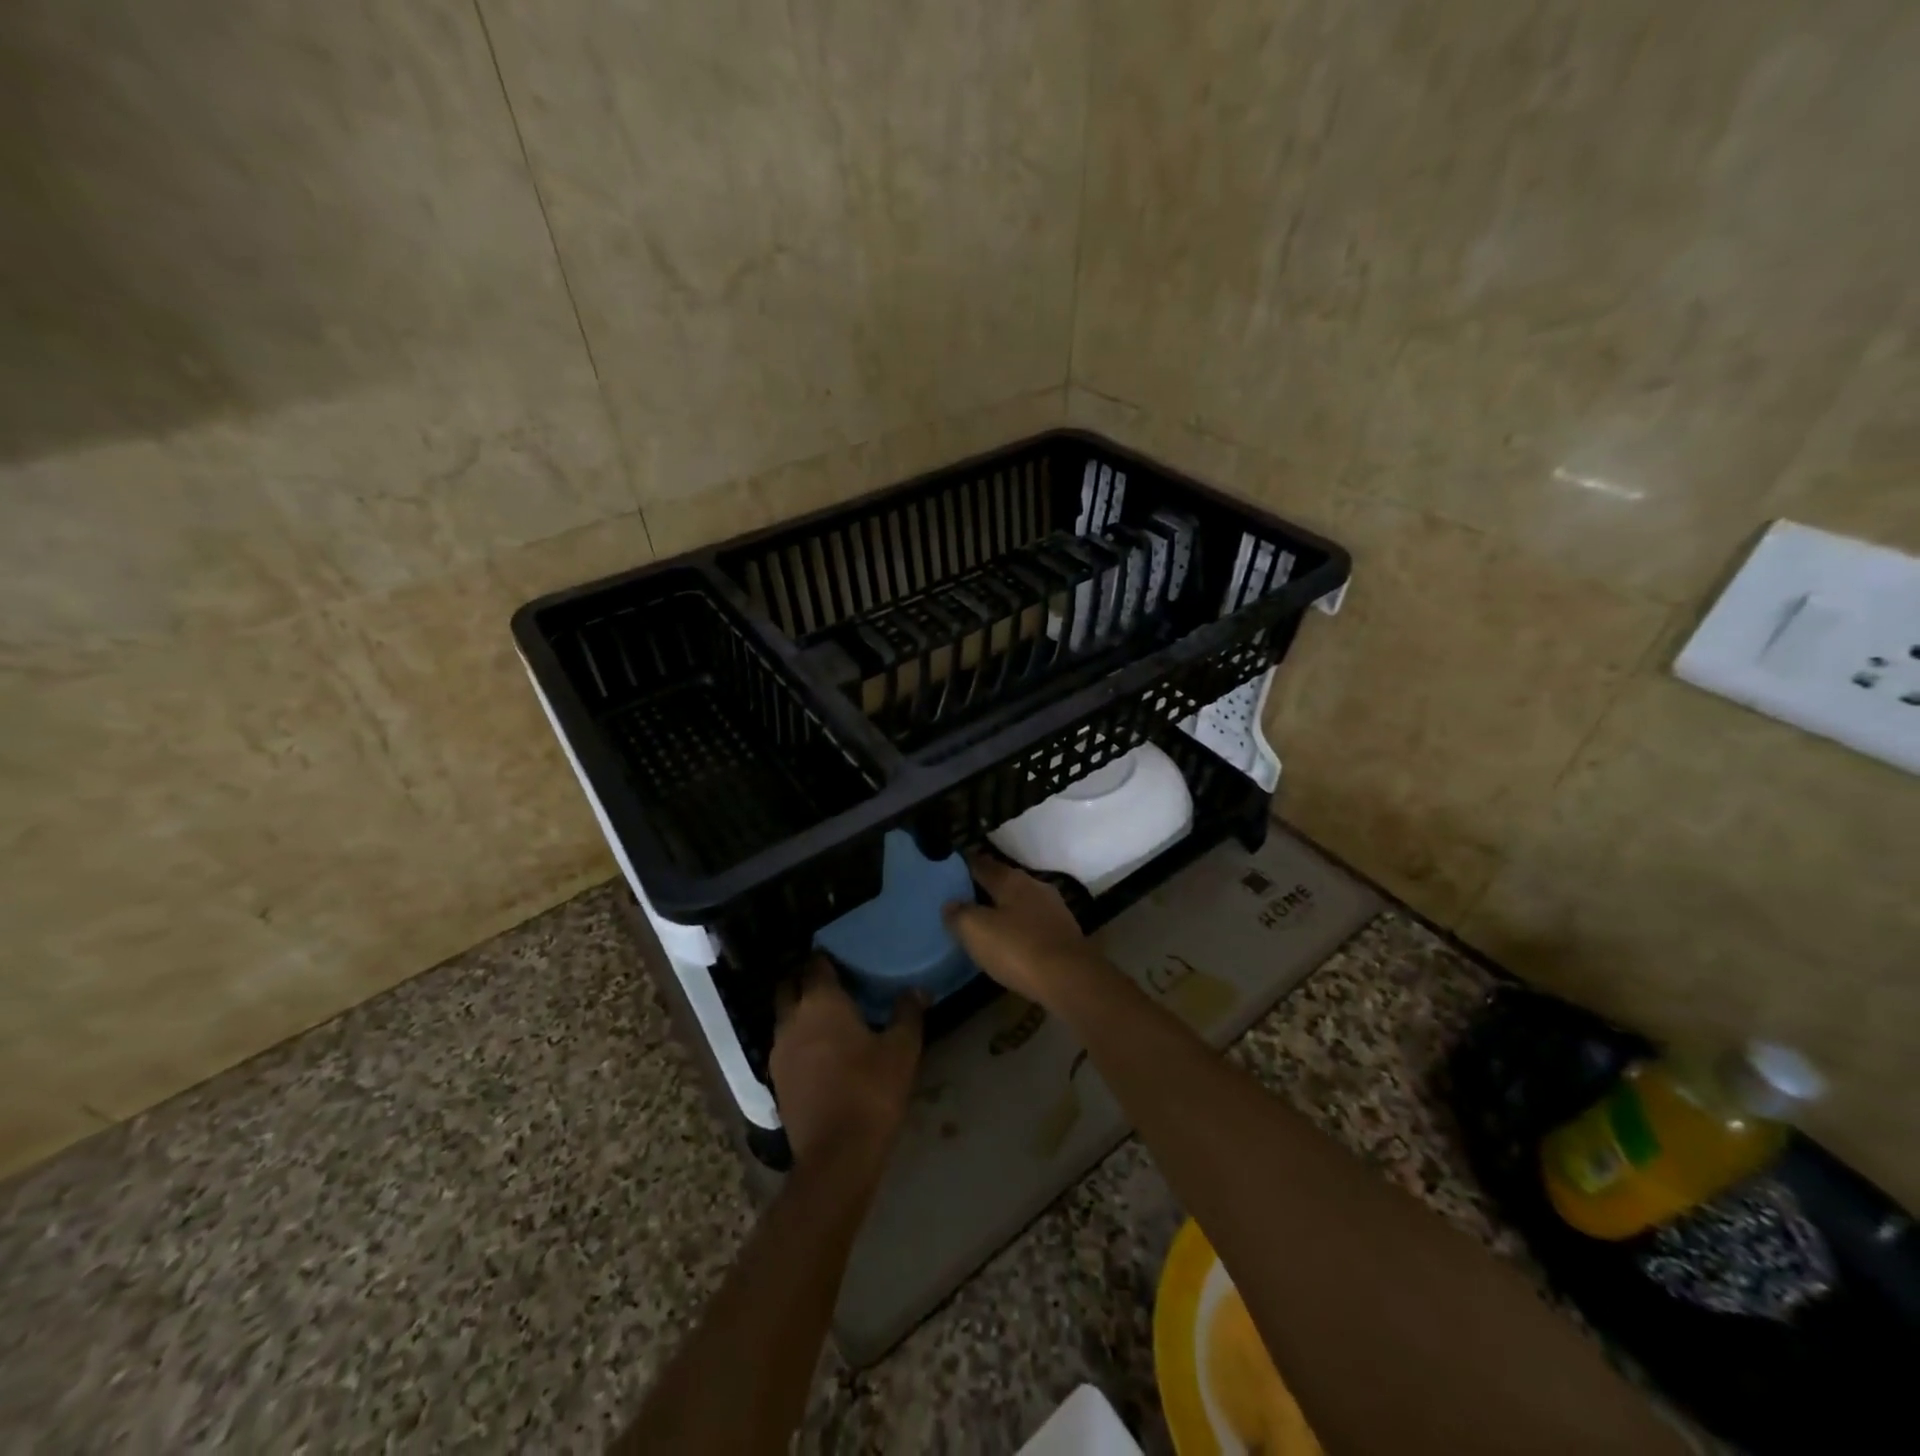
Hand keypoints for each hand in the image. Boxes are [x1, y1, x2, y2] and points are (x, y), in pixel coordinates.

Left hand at [769, 957, 922, 1176]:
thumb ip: (908, 1013)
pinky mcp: (776, 1078)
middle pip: (789, 985)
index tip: (841, 958)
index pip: (815, 964)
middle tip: (831, 982)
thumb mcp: (901, 1050)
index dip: (825, 958)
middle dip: (805, 979)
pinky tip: (818, 1050)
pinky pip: (784, 1044)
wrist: (836, 1155)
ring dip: (799, 1009)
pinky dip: (797, 1038)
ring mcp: (779, 1050)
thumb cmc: (871, 1091)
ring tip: (826, 1016)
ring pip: (784, 1015)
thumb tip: (917, 990)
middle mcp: (792, 1018)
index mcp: (821, 1002)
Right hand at [943, 852, 1102, 1008]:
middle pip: (1004, 882)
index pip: (982, 864)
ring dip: (1004, 909)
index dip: (964, 864)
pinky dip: (1019, 928)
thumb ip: (959, 914)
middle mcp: (1035, 886)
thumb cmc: (1018, 949)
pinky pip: (1033, 923)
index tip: (950, 866)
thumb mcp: (976, 930)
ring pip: (1020, 902)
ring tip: (985, 921)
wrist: (1070, 979)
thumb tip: (950, 904)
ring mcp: (1054, 909)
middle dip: (985, 888)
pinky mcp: (1064, 933)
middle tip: (963, 897)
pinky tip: (1011, 941)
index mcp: (1012, 879)